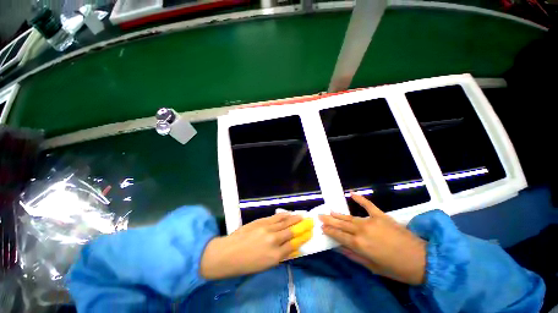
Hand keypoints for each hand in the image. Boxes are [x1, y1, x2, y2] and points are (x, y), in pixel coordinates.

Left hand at [200, 213, 312, 279]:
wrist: (228, 253)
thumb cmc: (246, 264)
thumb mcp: (265, 265)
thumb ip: (280, 255)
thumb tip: (291, 248)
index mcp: (275, 255)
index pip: (293, 245)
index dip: (302, 239)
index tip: (309, 234)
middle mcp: (274, 240)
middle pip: (291, 231)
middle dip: (301, 226)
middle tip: (309, 221)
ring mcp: (267, 229)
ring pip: (284, 222)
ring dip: (294, 218)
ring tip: (302, 215)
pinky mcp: (261, 221)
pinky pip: (276, 217)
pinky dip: (284, 215)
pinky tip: (288, 213)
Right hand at [319, 194, 426, 284]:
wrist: (422, 260)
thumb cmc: (396, 268)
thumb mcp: (372, 267)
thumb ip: (354, 256)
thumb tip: (339, 248)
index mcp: (359, 245)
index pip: (338, 236)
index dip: (329, 231)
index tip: (321, 227)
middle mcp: (361, 231)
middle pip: (341, 224)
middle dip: (329, 220)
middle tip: (319, 215)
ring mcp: (371, 221)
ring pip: (350, 217)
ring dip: (338, 214)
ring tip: (329, 211)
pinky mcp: (381, 216)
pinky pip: (368, 205)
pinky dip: (360, 199)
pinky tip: (352, 193)